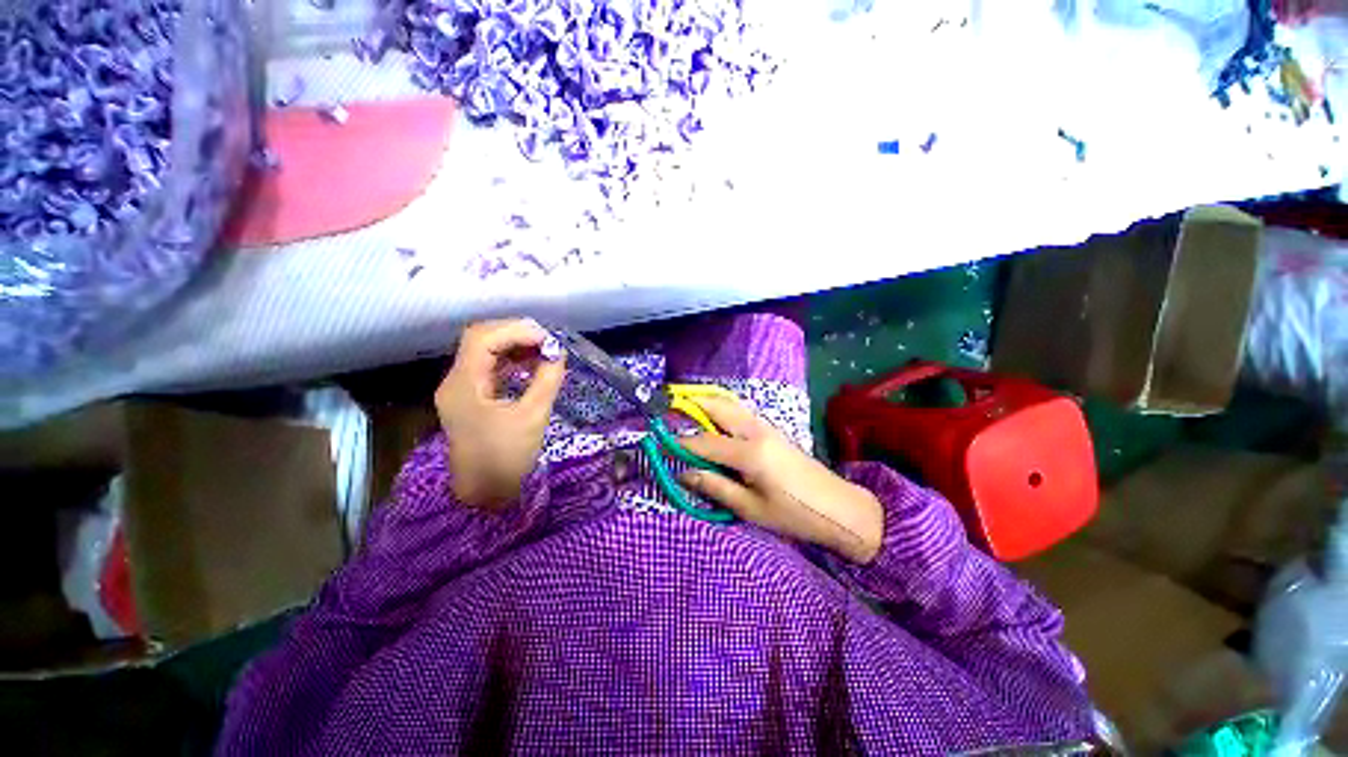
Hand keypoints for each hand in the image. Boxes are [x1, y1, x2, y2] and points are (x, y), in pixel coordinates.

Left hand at [435, 319, 564, 508]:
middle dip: (515, 334)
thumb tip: (558, 353)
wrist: (484, 495)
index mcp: (464, 385)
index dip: (516, 331)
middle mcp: (456, 381)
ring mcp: (461, 389)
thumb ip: (547, 380)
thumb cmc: (507, 457)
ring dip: (514, 346)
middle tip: (547, 342)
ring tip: (544, 351)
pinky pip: (489, 368)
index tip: (548, 339)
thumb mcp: (533, 416)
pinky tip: (532, 364)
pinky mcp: (471, 398)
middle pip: (480, 340)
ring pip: (484, 352)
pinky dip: (511, 360)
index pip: (483, 338)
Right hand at [678, 396, 884, 563]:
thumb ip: (714, 487)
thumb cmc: (793, 514)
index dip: (680, 443)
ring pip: (729, 405)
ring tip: (686, 413)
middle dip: (691, 405)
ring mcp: (766, 426)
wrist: (839, 507)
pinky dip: (721, 410)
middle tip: (669, 410)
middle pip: (717, 407)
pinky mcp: (772, 429)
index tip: (660, 443)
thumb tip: (684, 475)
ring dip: (706, 405)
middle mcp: (755, 431)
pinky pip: (740, 411)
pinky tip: (714, 423)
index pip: (704, 442)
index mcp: (749, 453)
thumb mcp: (750, 508)